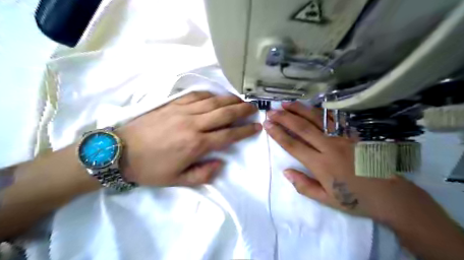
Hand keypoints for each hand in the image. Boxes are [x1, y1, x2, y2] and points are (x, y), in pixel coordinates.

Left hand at [116, 92, 260, 186]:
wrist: (120, 151)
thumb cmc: (150, 168)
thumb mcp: (177, 181)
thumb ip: (202, 175)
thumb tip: (220, 163)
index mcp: (196, 144)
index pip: (228, 135)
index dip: (245, 131)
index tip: (256, 126)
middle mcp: (193, 124)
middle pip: (224, 113)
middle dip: (242, 110)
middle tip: (254, 108)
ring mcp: (183, 111)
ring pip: (213, 101)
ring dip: (230, 100)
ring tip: (240, 100)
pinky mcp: (173, 104)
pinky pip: (196, 95)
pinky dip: (210, 94)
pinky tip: (216, 96)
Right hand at [262, 102, 451, 224]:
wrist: (392, 196)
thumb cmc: (356, 199)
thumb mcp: (326, 200)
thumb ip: (303, 186)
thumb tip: (286, 171)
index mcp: (320, 164)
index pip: (293, 145)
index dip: (278, 133)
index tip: (267, 124)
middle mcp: (329, 147)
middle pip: (302, 128)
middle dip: (284, 118)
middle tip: (271, 111)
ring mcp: (343, 138)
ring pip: (317, 119)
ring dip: (300, 110)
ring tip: (286, 103)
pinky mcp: (354, 135)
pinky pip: (335, 119)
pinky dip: (321, 111)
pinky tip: (312, 106)